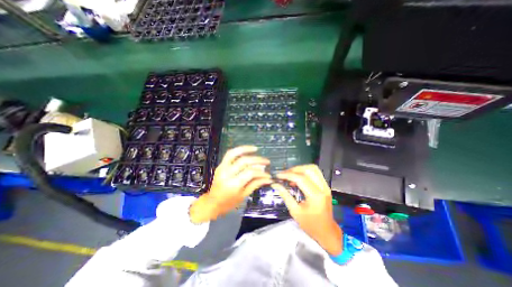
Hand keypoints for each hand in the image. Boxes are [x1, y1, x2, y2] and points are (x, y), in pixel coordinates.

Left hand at [190, 146, 270, 223]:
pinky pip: (229, 154)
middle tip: (267, 161)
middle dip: (257, 160)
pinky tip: (246, 150)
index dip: (261, 172)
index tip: (269, 175)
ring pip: (233, 153)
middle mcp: (227, 174)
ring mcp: (222, 168)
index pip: (250, 173)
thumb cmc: (228, 203)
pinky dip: (238, 150)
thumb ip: (256, 184)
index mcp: (233, 184)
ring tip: (255, 148)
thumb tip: (268, 178)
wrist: (212, 203)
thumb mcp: (244, 195)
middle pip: (244, 161)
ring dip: (245, 149)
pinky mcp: (220, 165)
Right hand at [272, 165, 342, 254]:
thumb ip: (285, 196)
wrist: (327, 232)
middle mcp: (322, 188)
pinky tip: (297, 177)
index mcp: (315, 196)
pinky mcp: (325, 186)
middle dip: (294, 169)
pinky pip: (315, 173)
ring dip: (300, 169)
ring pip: (313, 168)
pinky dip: (305, 172)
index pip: (300, 179)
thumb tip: (276, 185)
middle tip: (284, 174)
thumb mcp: (295, 211)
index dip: (288, 175)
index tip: (278, 175)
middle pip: (308, 170)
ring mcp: (325, 186)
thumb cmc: (310, 225)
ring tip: (290, 174)